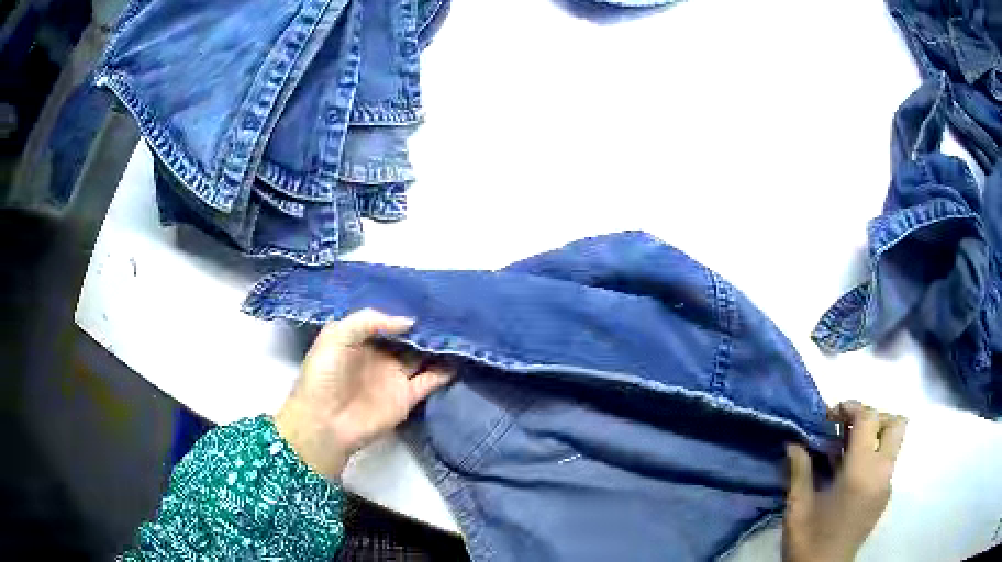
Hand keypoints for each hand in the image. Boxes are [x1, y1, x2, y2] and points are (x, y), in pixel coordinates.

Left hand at [275, 309, 453, 478]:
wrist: (324, 421)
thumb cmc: (324, 375)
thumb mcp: (337, 335)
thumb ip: (370, 320)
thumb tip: (409, 321)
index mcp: (360, 339)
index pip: (387, 320)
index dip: (404, 310)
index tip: (427, 297)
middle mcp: (380, 355)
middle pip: (408, 338)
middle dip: (426, 326)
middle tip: (451, 310)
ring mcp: (395, 376)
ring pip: (422, 357)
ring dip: (439, 346)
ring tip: (461, 330)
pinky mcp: (407, 397)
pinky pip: (431, 380)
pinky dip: (445, 371)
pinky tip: (460, 357)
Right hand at [783, 401, 907, 561]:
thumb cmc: (809, 539)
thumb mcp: (798, 505)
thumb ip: (800, 469)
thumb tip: (793, 443)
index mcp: (861, 471)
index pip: (869, 418)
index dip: (852, 407)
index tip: (831, 415)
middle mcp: (882, 472)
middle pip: (894, 423)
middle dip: (874, 417)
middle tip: (849, 429)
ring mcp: (887, 484)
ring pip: (894, 442)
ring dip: (875, 436)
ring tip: (848, 451)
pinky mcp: (885, 496)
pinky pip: (887, 462)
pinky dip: (873, 456)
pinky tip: (850, 475)